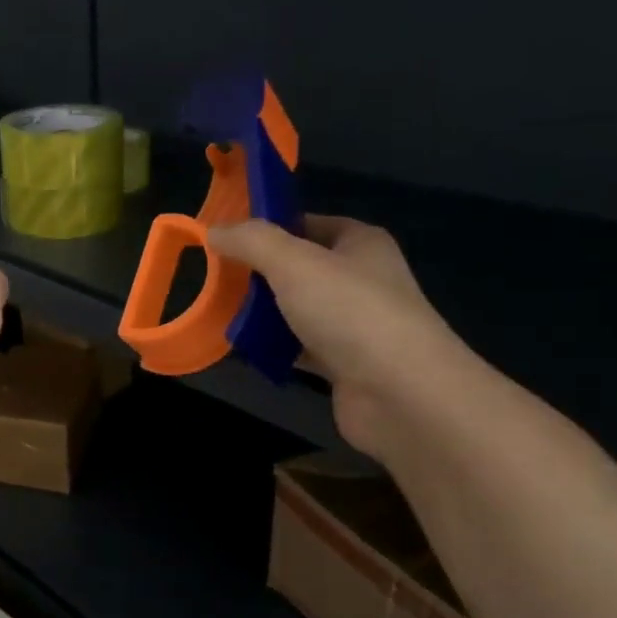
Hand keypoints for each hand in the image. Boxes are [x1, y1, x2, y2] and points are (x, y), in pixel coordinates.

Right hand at [208, 215, 472, 455]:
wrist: (402, 394)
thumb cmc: (351, 312)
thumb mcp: (293, 262)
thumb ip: (251, 241)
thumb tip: (214, 230)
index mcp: (360, 244)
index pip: (307, 223)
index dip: (268, 226)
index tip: (226, 237)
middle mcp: (361, 280)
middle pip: (299, 268)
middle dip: (258, 274)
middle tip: (215, 278)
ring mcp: (355, 325)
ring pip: (297, 310)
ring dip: (262, 314)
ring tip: (219, 313)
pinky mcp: (345, 366)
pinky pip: (299, 348)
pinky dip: (273, 349)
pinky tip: (243, 350)